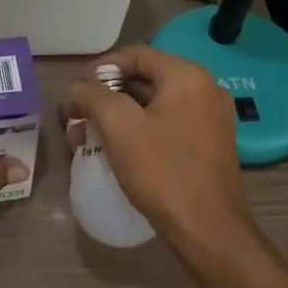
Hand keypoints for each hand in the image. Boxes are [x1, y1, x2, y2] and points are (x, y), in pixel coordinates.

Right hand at [64, 45, 252, 256]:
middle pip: (145, 80)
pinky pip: (168, 125)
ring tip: (91, 137)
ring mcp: (211, 119)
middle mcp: (205, 89)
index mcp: (187, 76)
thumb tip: (78, 89)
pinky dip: (141, 131)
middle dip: (107, 97)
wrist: (209, 231)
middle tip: (79, 117)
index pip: (136, 55)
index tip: (76, 90)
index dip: (100, 69)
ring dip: (120, 116)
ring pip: (155, 105)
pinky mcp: (210, 145)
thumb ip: (93, 96)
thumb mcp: (119, 126)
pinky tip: (119, 150)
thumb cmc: (163, 171)